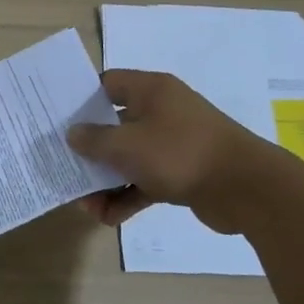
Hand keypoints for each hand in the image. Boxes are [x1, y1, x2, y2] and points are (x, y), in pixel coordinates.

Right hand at [66, 70, 284, 233]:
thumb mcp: (126, 145)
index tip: (57, 119)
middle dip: (88, 151)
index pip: (107, 84)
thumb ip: (93, 139)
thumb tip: (73, 134)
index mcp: (151, 91)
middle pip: (113, 126)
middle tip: (64, 167)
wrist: (246, 189)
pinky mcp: (182, 173)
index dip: (81, 100)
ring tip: (86, 206)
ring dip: (105, 182)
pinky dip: (127, 198)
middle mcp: (161, 112)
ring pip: (127, 159)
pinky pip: (144, 182)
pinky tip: (108, 219)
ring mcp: (173, 144)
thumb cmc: (180, 153)